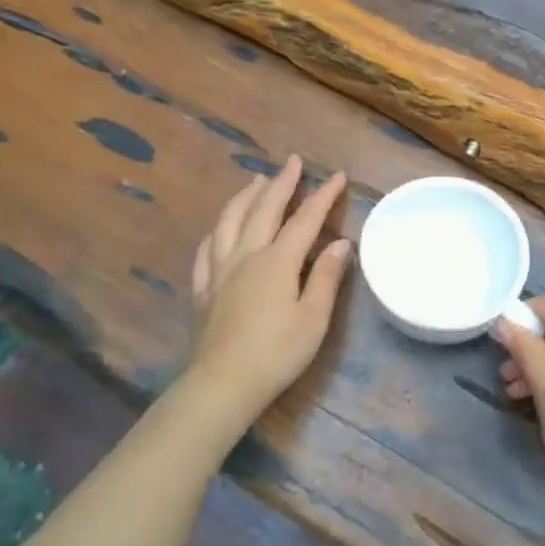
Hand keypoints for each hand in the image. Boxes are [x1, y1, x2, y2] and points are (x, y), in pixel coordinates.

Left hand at [185, 155, 350, 434]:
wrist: (223, 384)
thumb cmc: (277, 352)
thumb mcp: (313, 318)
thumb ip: (326, 277)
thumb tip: (341, 244)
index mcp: (277, 261)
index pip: (305, 220)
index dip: (323, 196)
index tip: (338, 176)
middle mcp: (246, 255)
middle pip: (263, 209)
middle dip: (281, 183)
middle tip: (293, 162)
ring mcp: (219, 271)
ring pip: (229, 221)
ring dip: (245, 196)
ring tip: (255, 180)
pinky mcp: (203, 289)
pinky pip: (206, 249)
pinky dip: (216, 230)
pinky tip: (219, 228)